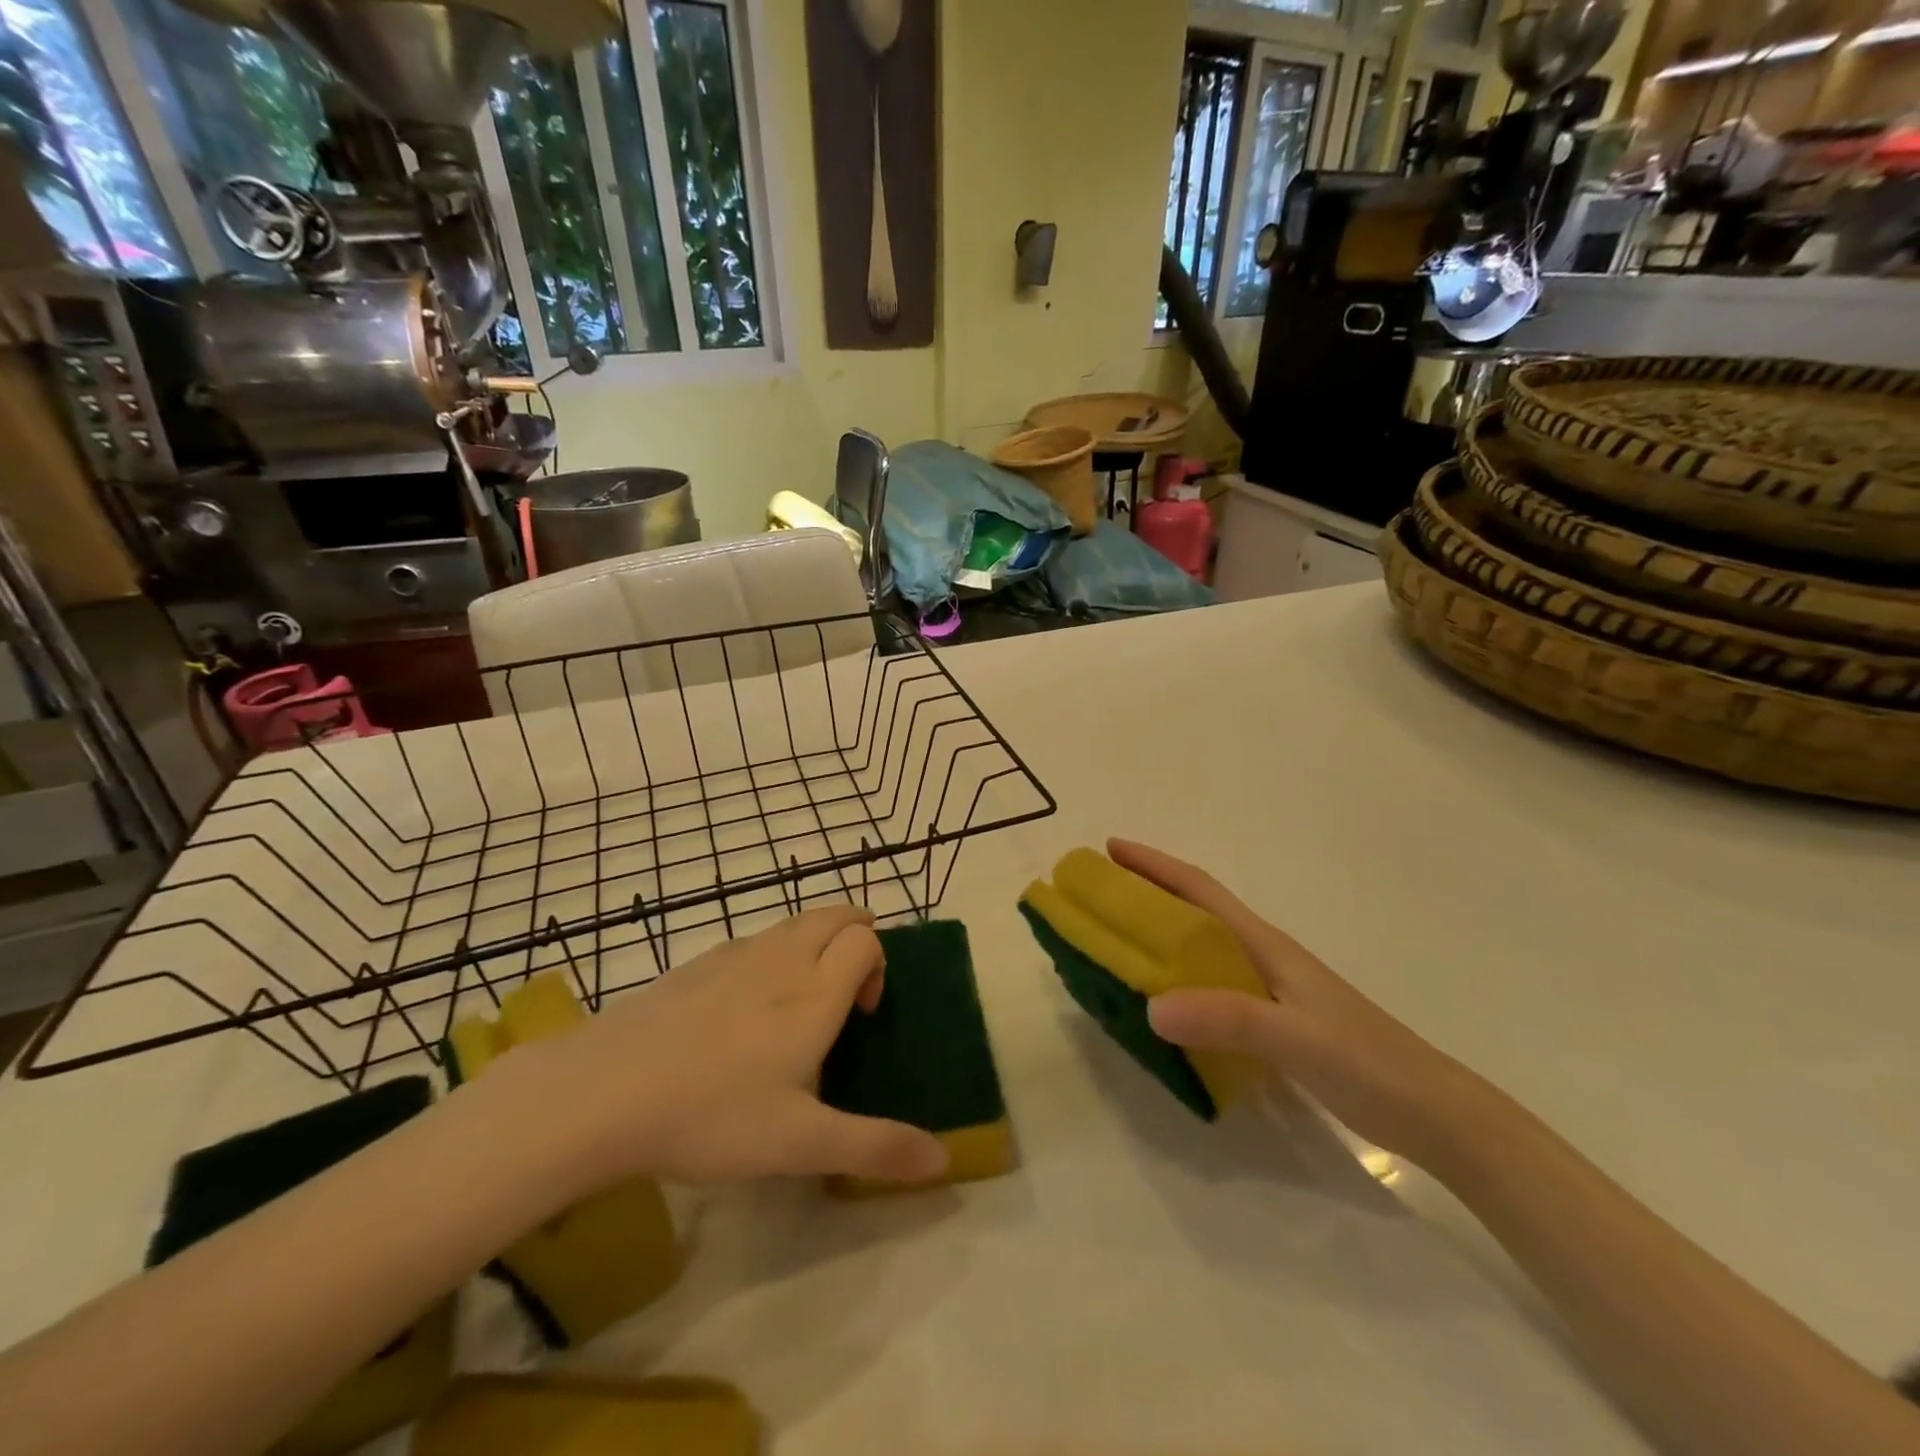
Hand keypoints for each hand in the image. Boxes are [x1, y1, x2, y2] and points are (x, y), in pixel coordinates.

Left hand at [483, 907, 949, 1191]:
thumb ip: (875, 1148)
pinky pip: (753, 941)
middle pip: (835, 914)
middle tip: (845, 993)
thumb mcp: (801, 1144)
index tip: (862, 1015)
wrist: (603, 1093)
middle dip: (855, 937)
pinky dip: (771, 955)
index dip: (878, 964)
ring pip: (793, 923)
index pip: (866, 939)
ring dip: (814, 943)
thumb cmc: (714, 1115)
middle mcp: (782, 958)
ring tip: (797, 1004)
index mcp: (816, 991)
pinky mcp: (696, 964)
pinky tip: (741, 1014)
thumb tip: (942, 1161)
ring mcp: (735, 954)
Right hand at [1109, 839, 1486, 1163]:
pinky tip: (1168, 1008)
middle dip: (1150, 894)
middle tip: (1101, 898)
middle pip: (1198, 912)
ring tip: (1120, 947)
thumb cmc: (1368, 1064)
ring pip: (1205, 950)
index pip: (1201, 890)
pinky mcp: (1279, 1023)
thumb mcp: (1295, 1038)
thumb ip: (1227, 1018)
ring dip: (1163, 938)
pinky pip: (1215, 988)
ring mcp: (1274, 991)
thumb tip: (1150, 1006)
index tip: (1112, 849)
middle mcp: (1265, 958)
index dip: (1156, 865)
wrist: (1438, 1116)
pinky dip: (1183, 982)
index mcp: (1266, 946)